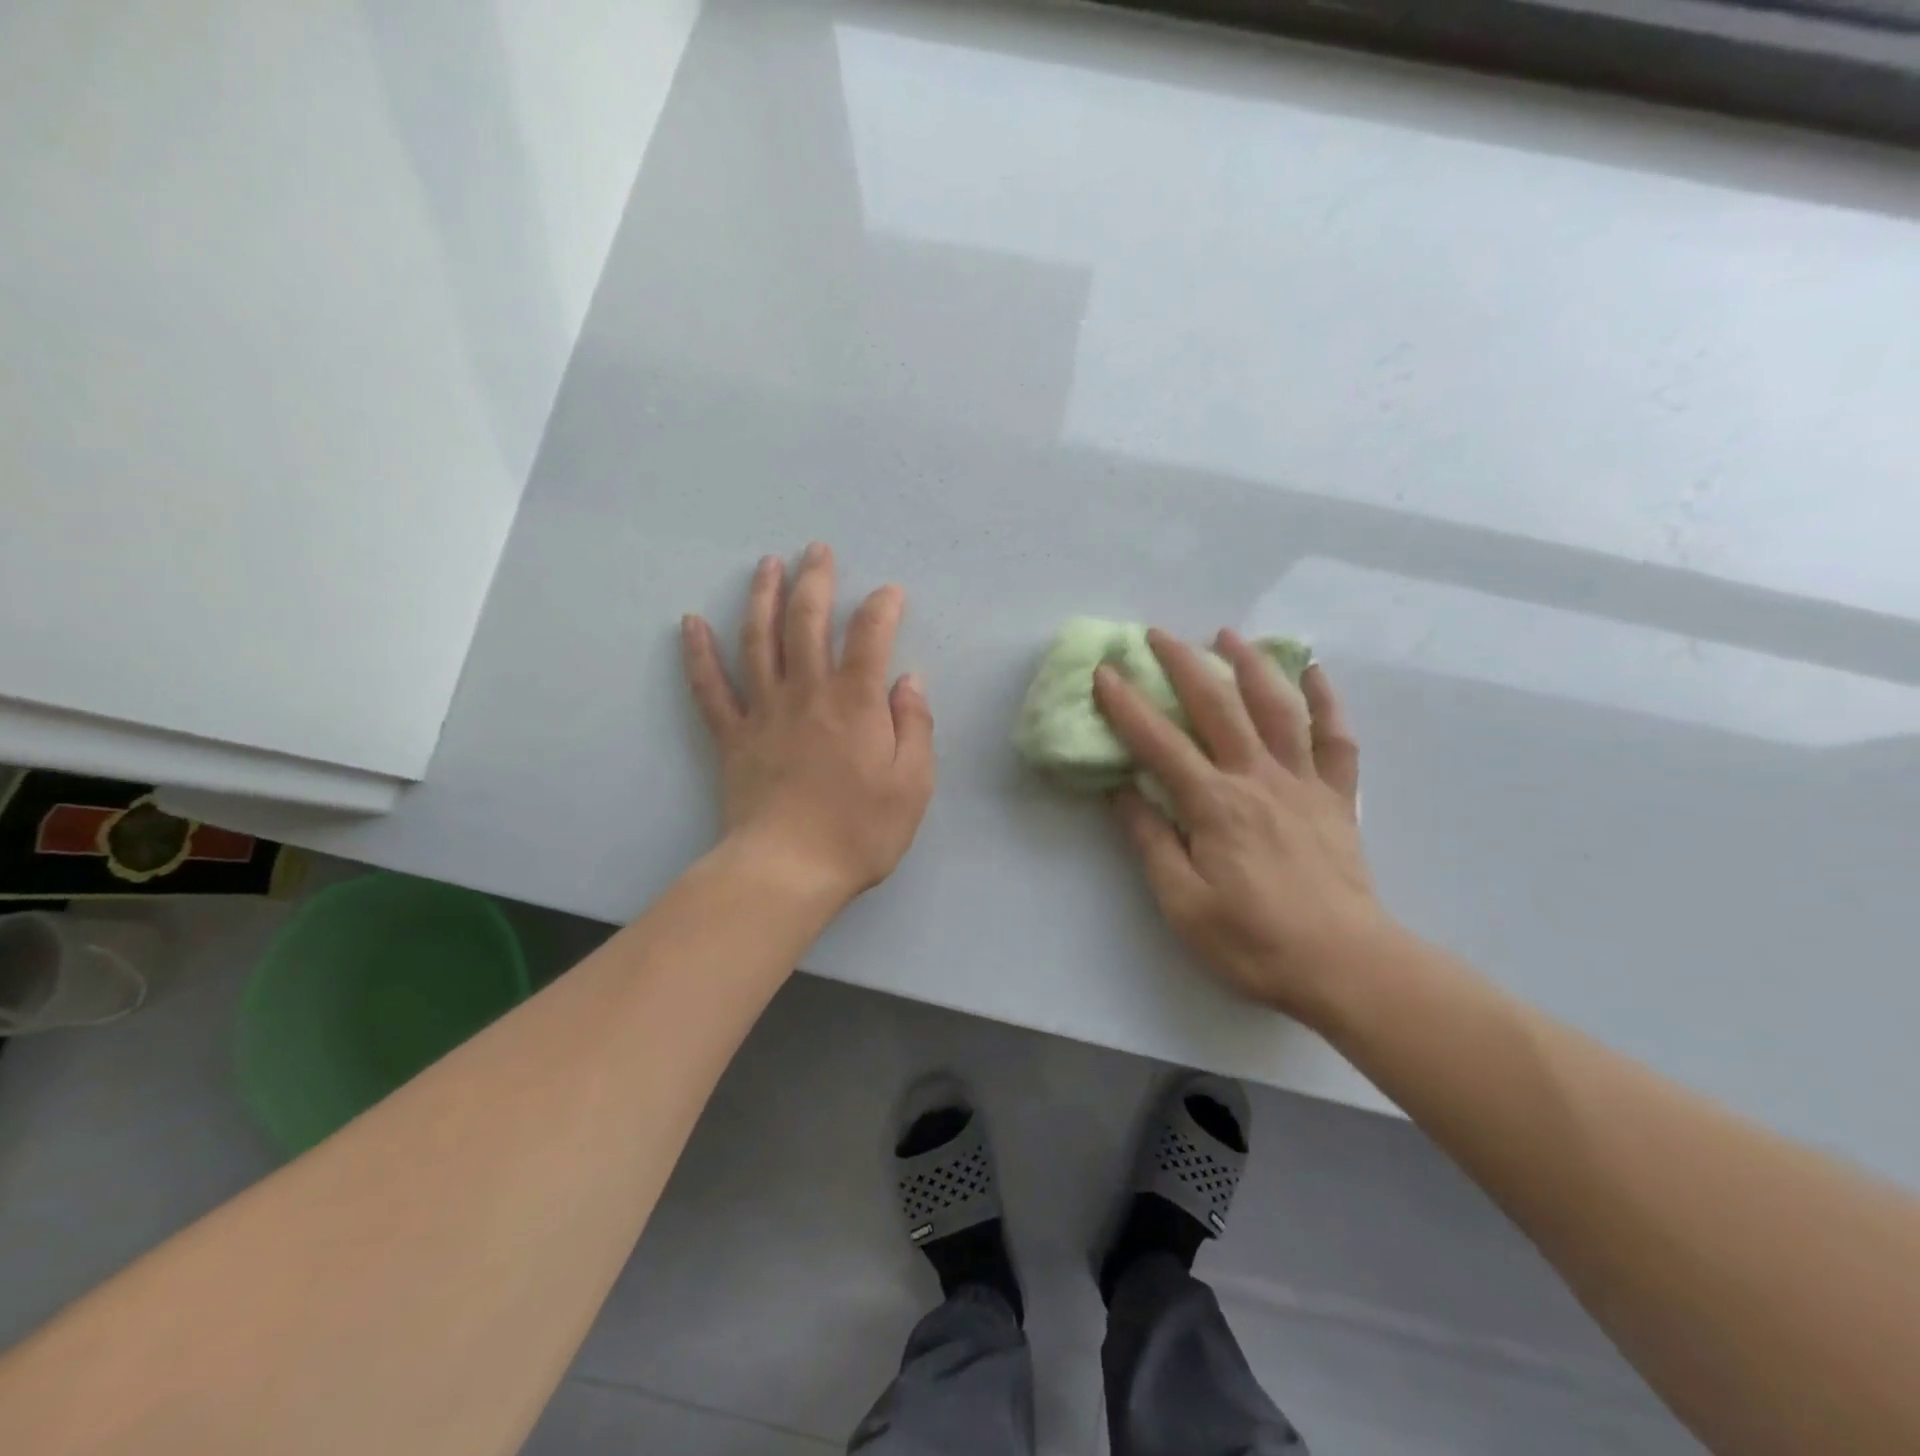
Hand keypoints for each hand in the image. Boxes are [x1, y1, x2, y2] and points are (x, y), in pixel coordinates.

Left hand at [681, 544, 934, 903]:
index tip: (889, 593)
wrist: (789, 869)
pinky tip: (690, 622)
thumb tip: (908, 681)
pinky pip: (710, 688)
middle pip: (806, 622)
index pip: (869, 636)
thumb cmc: (860, 831)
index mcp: (855, 702)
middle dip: (815, 580)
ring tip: (766, 564)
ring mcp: (764, 711)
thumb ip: (915, 726)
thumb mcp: (913, 784)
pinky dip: (698, 654)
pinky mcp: (732, 736)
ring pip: (758, 640)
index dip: (881, 607)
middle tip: (817, 550)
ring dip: (762, 597)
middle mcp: (807, 693)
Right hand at [1094, 630, 1391, 1022]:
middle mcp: (1257, 778)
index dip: (1127, 705)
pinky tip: (1315, 674)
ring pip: (1277, 708)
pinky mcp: (1337, 797)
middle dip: (1183, 664)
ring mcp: (1303, 783)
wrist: (1345, 965)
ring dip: (1251, 665)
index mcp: (1214, 805)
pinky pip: (1336, 739)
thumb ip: (1151, 841)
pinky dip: (1327, 702)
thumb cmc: (1254, 941)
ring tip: (1229, 635)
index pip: (1159, 743)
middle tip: (1158, 633)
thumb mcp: (1183, 903)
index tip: (1104, 672)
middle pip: (1217, 706)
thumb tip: (1122, 792)